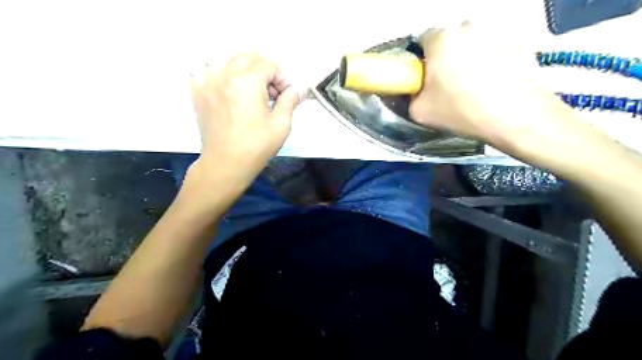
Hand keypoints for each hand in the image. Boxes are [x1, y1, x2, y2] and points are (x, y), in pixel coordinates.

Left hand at [188, 52, 303, 187]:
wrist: (226, 164)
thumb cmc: (256, 147)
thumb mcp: (281, 125)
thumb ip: (290, 101)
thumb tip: (297, 89)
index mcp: (247, 82)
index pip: (268, 64)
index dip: (281, 77)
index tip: (284, 94)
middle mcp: (224, 76)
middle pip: (247, 55)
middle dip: (263, 68)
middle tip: (269, 90)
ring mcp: (207, 83)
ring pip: (224, 58)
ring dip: (241, 68)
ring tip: (248, 88)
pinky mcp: (197, 93)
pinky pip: (203, 70)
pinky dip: (216, 73)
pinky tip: (225, 87)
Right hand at [411, 23, 581, 150]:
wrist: (515, 118)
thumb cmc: (463, 111)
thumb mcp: (420, 112)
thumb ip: (410, 97)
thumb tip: (414, 93)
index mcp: (442, 39)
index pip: (422, 40)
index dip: (421, 61)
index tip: (425, 78)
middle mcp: (469, 27)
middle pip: (450, 41)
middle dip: (446, 58)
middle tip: (448, 85)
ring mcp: (497, 33)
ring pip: (474, 45)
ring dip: (470, 60)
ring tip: (474, 87)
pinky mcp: (520, 43)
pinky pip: (496, 51)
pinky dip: (492, 64)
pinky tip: (493, 86)